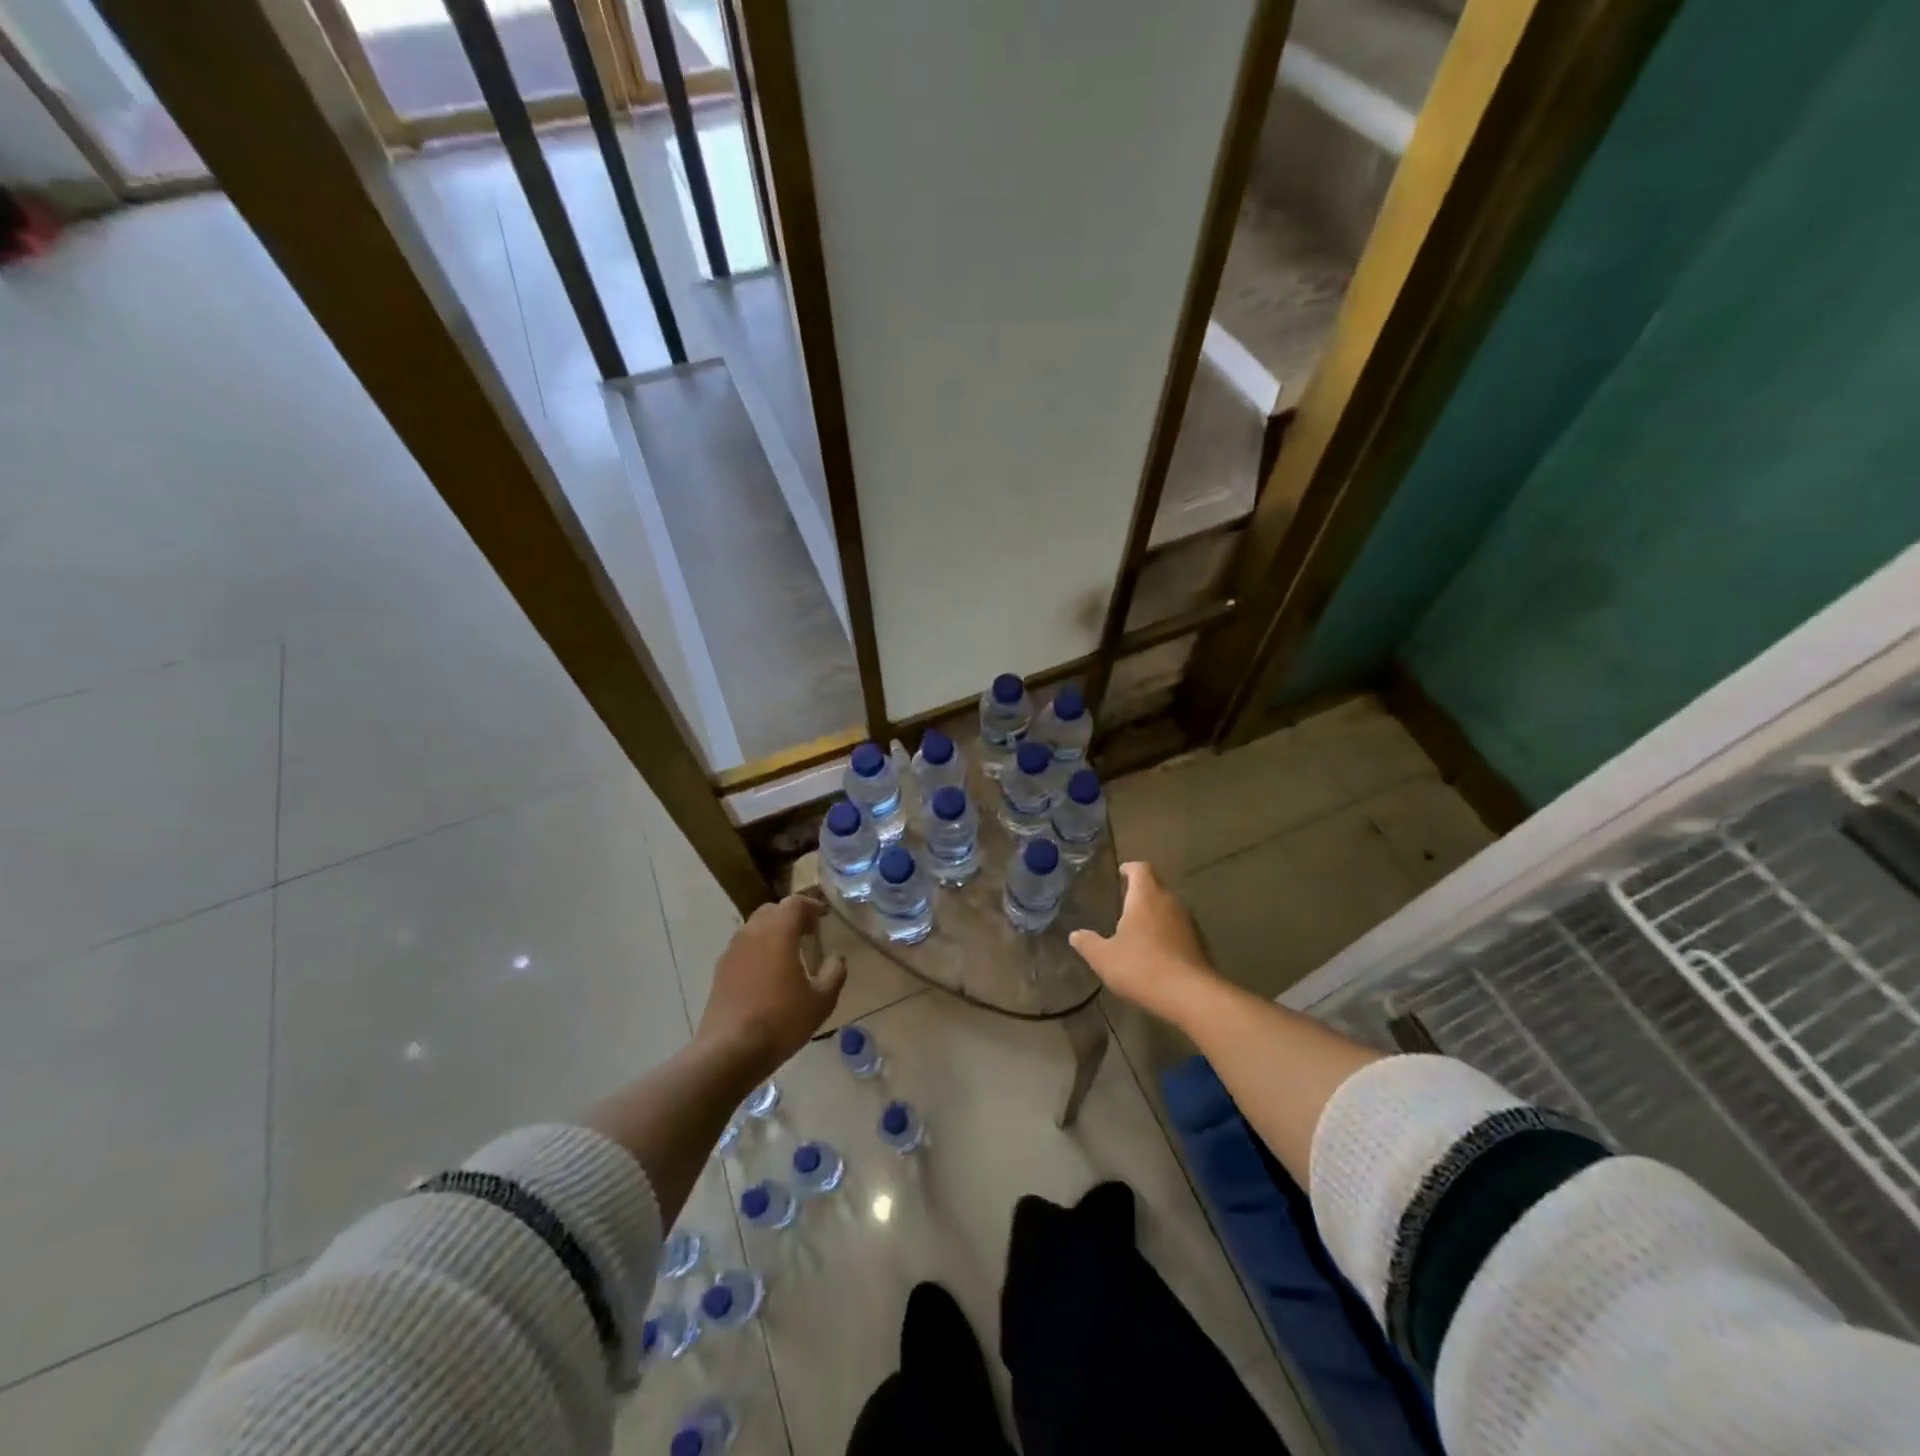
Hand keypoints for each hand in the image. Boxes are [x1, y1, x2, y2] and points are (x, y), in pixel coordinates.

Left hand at [697, 891, 846, 1078]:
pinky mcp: (720, 971)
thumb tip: (836, 957)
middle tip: (808, 932)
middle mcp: (752, 933)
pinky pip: (743, 948)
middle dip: (791, 916)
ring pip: (754, 928)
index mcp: (778, 932)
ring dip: (773, 932)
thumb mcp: (821, 1000)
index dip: (812, 905)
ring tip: (789, 952)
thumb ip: (834, 973)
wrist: (729, 1050)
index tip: (824, 916)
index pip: (795, 903)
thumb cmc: (781, 1020)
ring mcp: (732, 951)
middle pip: (772, 910)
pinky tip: (767, 973)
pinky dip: (758, 950)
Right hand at [1069, 862, 1217, 1025]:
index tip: (1120, 875)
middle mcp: (1169, 901)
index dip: (1129, 869)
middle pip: (1156, 886)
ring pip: (1169, 908)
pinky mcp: (1200, 942)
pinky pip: (1179, 928)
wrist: (1190, 995)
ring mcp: (1188, 921)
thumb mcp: (1104, 958)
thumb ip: (1087, 943)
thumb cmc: (1141, 967)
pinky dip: (1167, 933)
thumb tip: (1075, 935)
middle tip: (1123, 905)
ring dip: (1155, 914)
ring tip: (1138, 930)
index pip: (1140, 868)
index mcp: (1146, 896)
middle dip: (1141, 893)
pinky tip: (1157, 952)